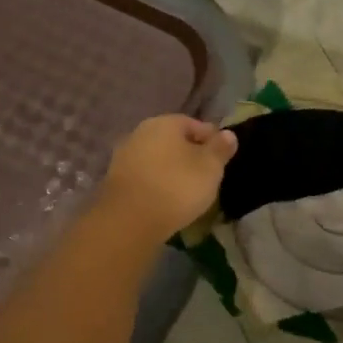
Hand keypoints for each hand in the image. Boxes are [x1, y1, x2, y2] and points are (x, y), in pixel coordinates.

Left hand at [100, 115, 237, 239]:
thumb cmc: (177, 187)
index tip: (222, 158)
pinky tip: (165, 199)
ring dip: (171, 170)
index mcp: (164, 123)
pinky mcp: (115, 179)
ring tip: (186, 190)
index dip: (211, 140)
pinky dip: (156, 183)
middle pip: (173, 140)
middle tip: (205, 175)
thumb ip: (220, 148)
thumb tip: (227, 134)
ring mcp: (124, 155)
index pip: (194, 124)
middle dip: (189, 154)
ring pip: (157, 158)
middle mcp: (141, 132)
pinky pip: (144, 176)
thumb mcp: (210, 168)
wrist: (130, 219)